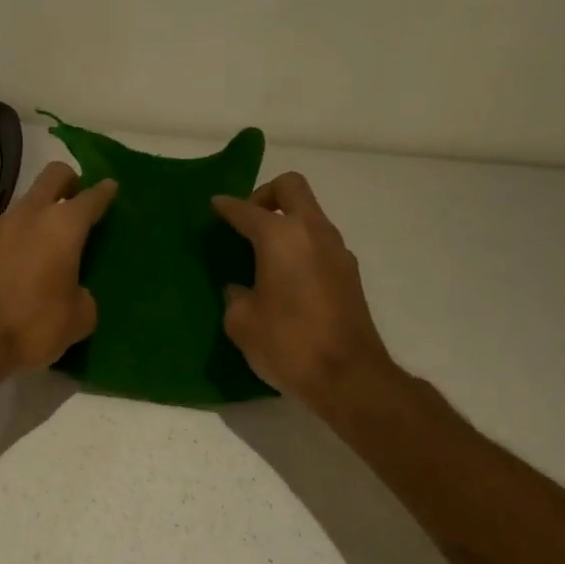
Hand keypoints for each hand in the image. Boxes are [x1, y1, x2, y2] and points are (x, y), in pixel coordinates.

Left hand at [0, 161, 116, 373]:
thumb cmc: (33, 326)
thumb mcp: (78, 319)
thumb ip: (84, 296)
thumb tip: (75, 292)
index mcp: (63, 227)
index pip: (91, 198)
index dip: (104, 192)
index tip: (110, 187)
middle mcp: (29, 214)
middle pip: (53, 176)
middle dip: (68, 181)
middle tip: (76, 199)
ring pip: (23, 205)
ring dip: (36, 216)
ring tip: (41, 246)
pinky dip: (9, 242)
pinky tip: (10, 269)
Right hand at [212, 172, 396, 411]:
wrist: (349, 376)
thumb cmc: (288, 344)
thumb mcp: (242, 322)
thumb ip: (236, 296)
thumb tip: (241, 289)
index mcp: (280, 237)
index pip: (246, 210)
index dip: (226, 207)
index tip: (214, 206)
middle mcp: (312, 232)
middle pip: (291, 187)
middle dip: (265, 195)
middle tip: (246, 221)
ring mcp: (337, 251)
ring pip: (310, 214)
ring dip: (286, 221)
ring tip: (263, 252)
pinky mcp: (350, 273)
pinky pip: (320, 241)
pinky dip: (301, 245)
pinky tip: (286, 276)